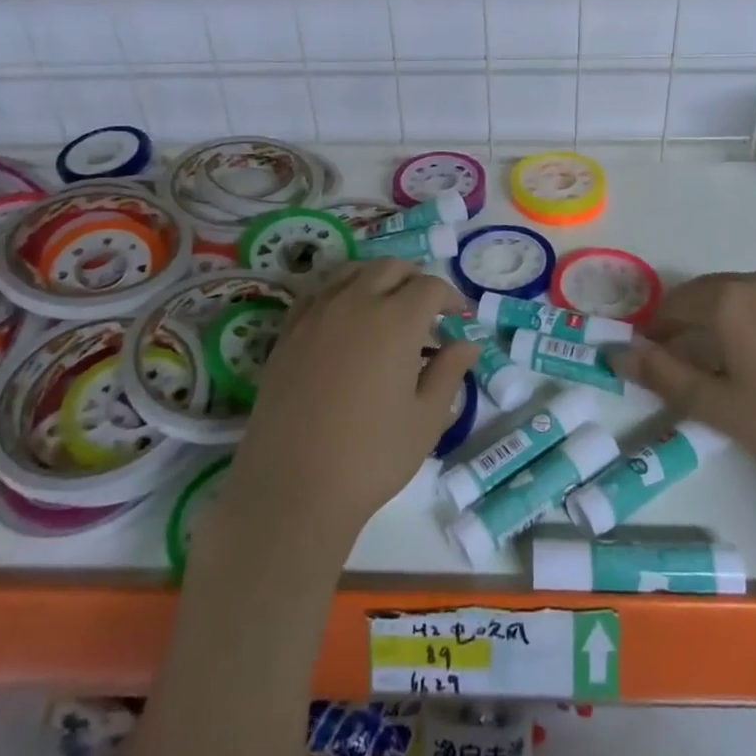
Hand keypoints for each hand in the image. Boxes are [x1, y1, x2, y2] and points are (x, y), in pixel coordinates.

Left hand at [221, 260, 477, 548]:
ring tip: (387, 309)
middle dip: (415, 280)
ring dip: (377, 279)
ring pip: (351, 272)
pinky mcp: (288, 333)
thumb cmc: (371, 457)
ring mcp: (316, 314)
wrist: (292, 488)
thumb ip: (449, 372)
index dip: (451, 297)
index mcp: (395, 321)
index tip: (460, 317)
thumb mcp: (426, 419)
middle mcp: (354, 303)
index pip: (429, 287)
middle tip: (428, 311)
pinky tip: (346, 321)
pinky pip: (319, 293)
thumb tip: (467, 343)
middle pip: (390, 268)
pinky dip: (341, 293)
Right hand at [609, 270, 755, 496]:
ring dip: (721, 319)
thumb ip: (663, 376)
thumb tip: (618, 353)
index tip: (650, 357)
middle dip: (686, 321)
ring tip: (726, 360)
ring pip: (742, 296)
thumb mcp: (718, 406)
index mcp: (728, 300)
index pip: (673, 304)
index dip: (654, 329)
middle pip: (706, 293)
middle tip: (682, 359)